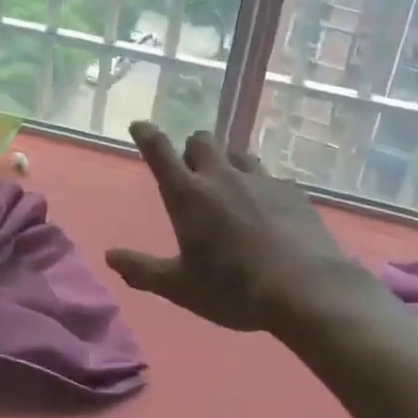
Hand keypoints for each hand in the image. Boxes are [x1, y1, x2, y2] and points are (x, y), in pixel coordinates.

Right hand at [106, 123, 375, 332]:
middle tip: (193, 173)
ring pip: (238, 155)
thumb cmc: (233, 288)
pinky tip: (269, 212)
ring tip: (232, 190)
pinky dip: (263, 189)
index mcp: (188, 194)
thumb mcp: (181, 287)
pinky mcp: (292, 192)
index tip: (139, 126)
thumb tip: (110, 257)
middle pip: (202, 140)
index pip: (160, 151)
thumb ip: (143, 271)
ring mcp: (260, 180)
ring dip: (228, 165)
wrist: (307, 291)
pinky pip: (271, 178)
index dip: (147, 135)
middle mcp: (221, 177)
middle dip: (193, 150)